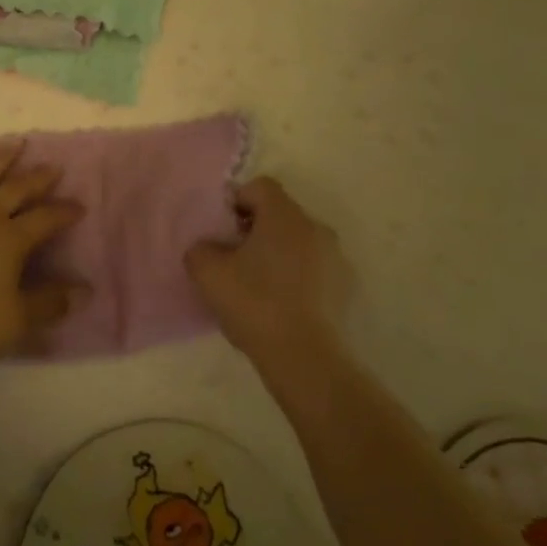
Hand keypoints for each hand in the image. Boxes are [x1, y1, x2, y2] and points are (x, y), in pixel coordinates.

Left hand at [0, 142, 88, 366]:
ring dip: (0, 158)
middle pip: (17, 189)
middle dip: (38, 178)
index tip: (79, 206)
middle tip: (53, 166)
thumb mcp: (17, 319)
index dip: (64, 212)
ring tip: (15, 143)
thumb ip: (51, 303)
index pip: (46, 219)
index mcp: (12, 239)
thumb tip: (86, 291)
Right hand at [186, 177, 350, 366]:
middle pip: (280, 214)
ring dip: (278, 253)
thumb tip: (208, 247)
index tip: (223, 231)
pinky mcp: (346, 288)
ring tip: (258, 285)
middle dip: (256, 229)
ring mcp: (336, 258)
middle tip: (235, 258)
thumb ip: (200, 248)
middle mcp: (315, 227)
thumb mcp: (207, 273)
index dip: (237, 201)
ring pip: (298, 242)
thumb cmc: (255, 304)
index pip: (259, 186)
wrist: (305, 359)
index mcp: (284, 215)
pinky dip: (297, 277)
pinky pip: (314, 269)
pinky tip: (282, 305)